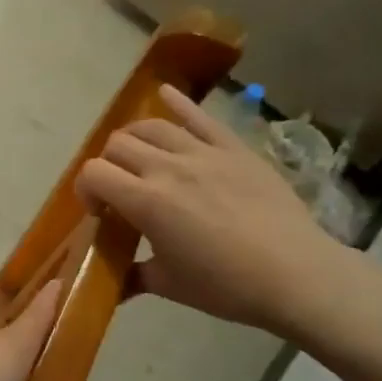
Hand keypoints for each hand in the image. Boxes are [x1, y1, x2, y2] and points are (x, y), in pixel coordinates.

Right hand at [73, 84, 342, 334]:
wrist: (296, 275)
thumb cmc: (227, 287)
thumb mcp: (170, 285)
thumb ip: (133, 276)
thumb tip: (111, 288)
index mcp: (146, 202)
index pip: (93, 174)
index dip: (85, 190)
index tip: (98, 213)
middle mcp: (168, 168)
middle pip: (117, 145)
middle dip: (108, 166)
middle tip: (120, 190)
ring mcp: (203, 153)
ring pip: (151, 126)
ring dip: (134, 139)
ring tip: (139, 157)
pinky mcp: (234, 148)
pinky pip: (201, 116)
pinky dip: (178, 102)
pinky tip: (164, 92)